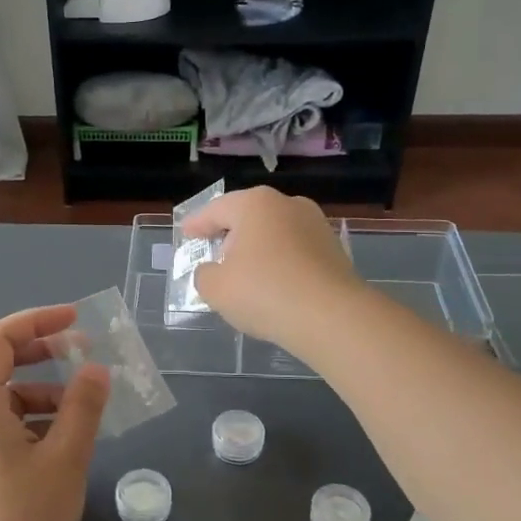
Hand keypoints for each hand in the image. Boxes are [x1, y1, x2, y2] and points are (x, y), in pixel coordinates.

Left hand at [0, 306, 109, 520]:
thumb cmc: (22, 519)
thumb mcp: (64, 458)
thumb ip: (83, 406)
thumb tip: (96, 370)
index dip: (38, 321)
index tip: (78, 321)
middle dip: (42, 355)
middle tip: (84, 357)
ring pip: (0, 399)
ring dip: (41, 393)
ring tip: (81, 410)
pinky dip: (28, 421)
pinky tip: (59, 442)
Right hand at [185, 188, 364, 354]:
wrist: (331, 317)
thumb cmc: (264, 292)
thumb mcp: (216, 288)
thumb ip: (204, 275)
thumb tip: (213, 271)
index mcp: (255, 204)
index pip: (216, 210)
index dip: (197, 223)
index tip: (186, 233)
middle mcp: (288, 205)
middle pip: (249, 216)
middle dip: (230, 234)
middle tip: (214, 253)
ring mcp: (316, 225)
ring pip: (275, 233)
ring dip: (258, 249)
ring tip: (245, 274)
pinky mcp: (334, 250)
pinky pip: (295, 251)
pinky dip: (280, 263)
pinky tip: (273, 285)